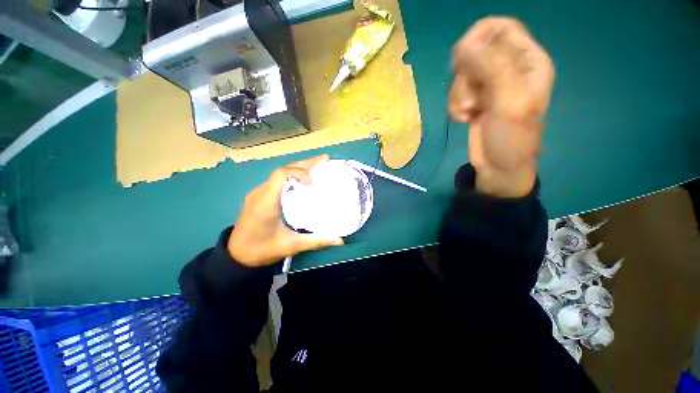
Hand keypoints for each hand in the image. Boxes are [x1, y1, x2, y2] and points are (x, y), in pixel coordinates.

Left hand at [228, 155, 343, 266]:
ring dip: (299, 168)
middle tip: (325, 160)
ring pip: (280, 174)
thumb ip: (316, 241)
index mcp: (266, 203)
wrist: (236, 256)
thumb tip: (340, 241)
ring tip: (318, 167)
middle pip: (283, 170)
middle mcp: (260, 193)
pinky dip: (293, 176)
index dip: (300, 172)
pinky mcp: (259, 196)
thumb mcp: (291, 246)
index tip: (314, 182)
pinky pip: (277, 180)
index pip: (281, 175)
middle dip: (305, 163)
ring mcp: (258, 193)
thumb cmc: (262, 250)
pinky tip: (303, 181)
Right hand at [449, 17, 554, 196]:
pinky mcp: (474, 100)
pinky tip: (464, 119)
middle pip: (474, 52)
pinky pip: (456, 93)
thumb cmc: (511, 137)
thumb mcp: (509, 101)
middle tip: (471, 98)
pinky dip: (455, 106)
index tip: (461, 57)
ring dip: (459, 96)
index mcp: (528, 61)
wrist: (498, 166)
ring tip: (468, 113)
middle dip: (465, 76)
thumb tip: (464, 45)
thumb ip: (492, 68)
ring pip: (461, 75)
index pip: (501, 27)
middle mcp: (508, 68)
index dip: (478, 36)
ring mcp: (489, 85)